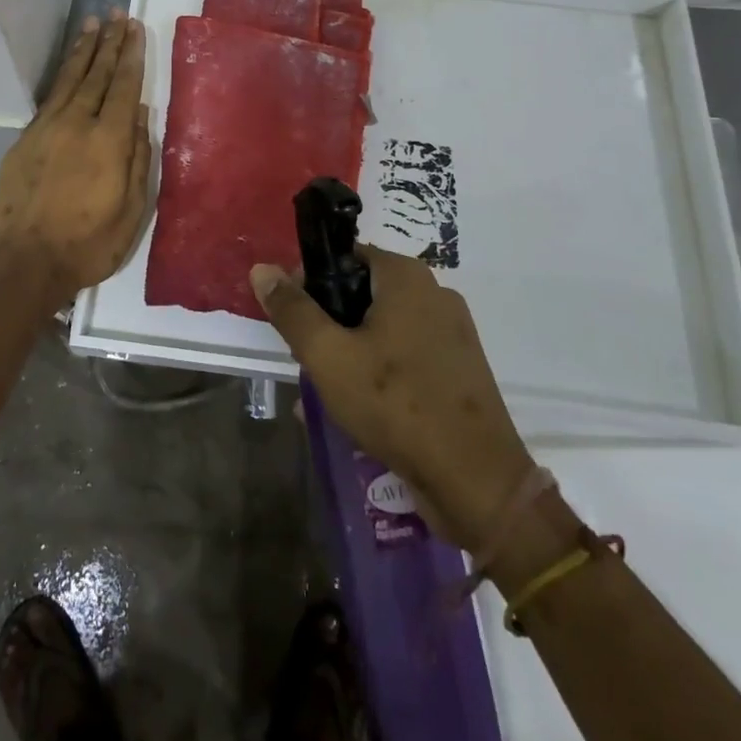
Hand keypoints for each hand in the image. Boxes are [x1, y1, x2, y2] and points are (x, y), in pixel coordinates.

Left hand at [0, 13, 152, 312]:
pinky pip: (49, 99)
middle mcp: (76, 124)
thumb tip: (141, 113)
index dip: (130, 54)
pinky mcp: (24, 140)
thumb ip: (139, 157)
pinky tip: (68, 69)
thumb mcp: (132, 209)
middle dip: (109, 42)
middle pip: (96, 74)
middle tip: (117, 14)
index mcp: (108, 140)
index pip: (123, 85)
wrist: (24, 263)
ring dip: (82, 51)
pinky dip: (62, 77)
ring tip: (92, 24)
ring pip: (69, 80)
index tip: (134, 27)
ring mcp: (46, 129)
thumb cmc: (88, 244)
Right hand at [251, 246, 534, 552]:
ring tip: (330, 395)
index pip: (343, 258)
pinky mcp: (460, 369)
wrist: (477, 483)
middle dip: (330, 326)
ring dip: (352, 354)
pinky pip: (407, 357)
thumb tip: (262, 269)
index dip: (310, 285)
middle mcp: (434, 293)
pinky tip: (363, 411)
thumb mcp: (329, 356)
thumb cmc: (396, 405)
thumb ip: (293, 311)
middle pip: (362, 293)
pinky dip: (381, 373)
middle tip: (311, 364)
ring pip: (383, 329)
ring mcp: (453, 332)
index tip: (296, 325)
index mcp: (406, 276)